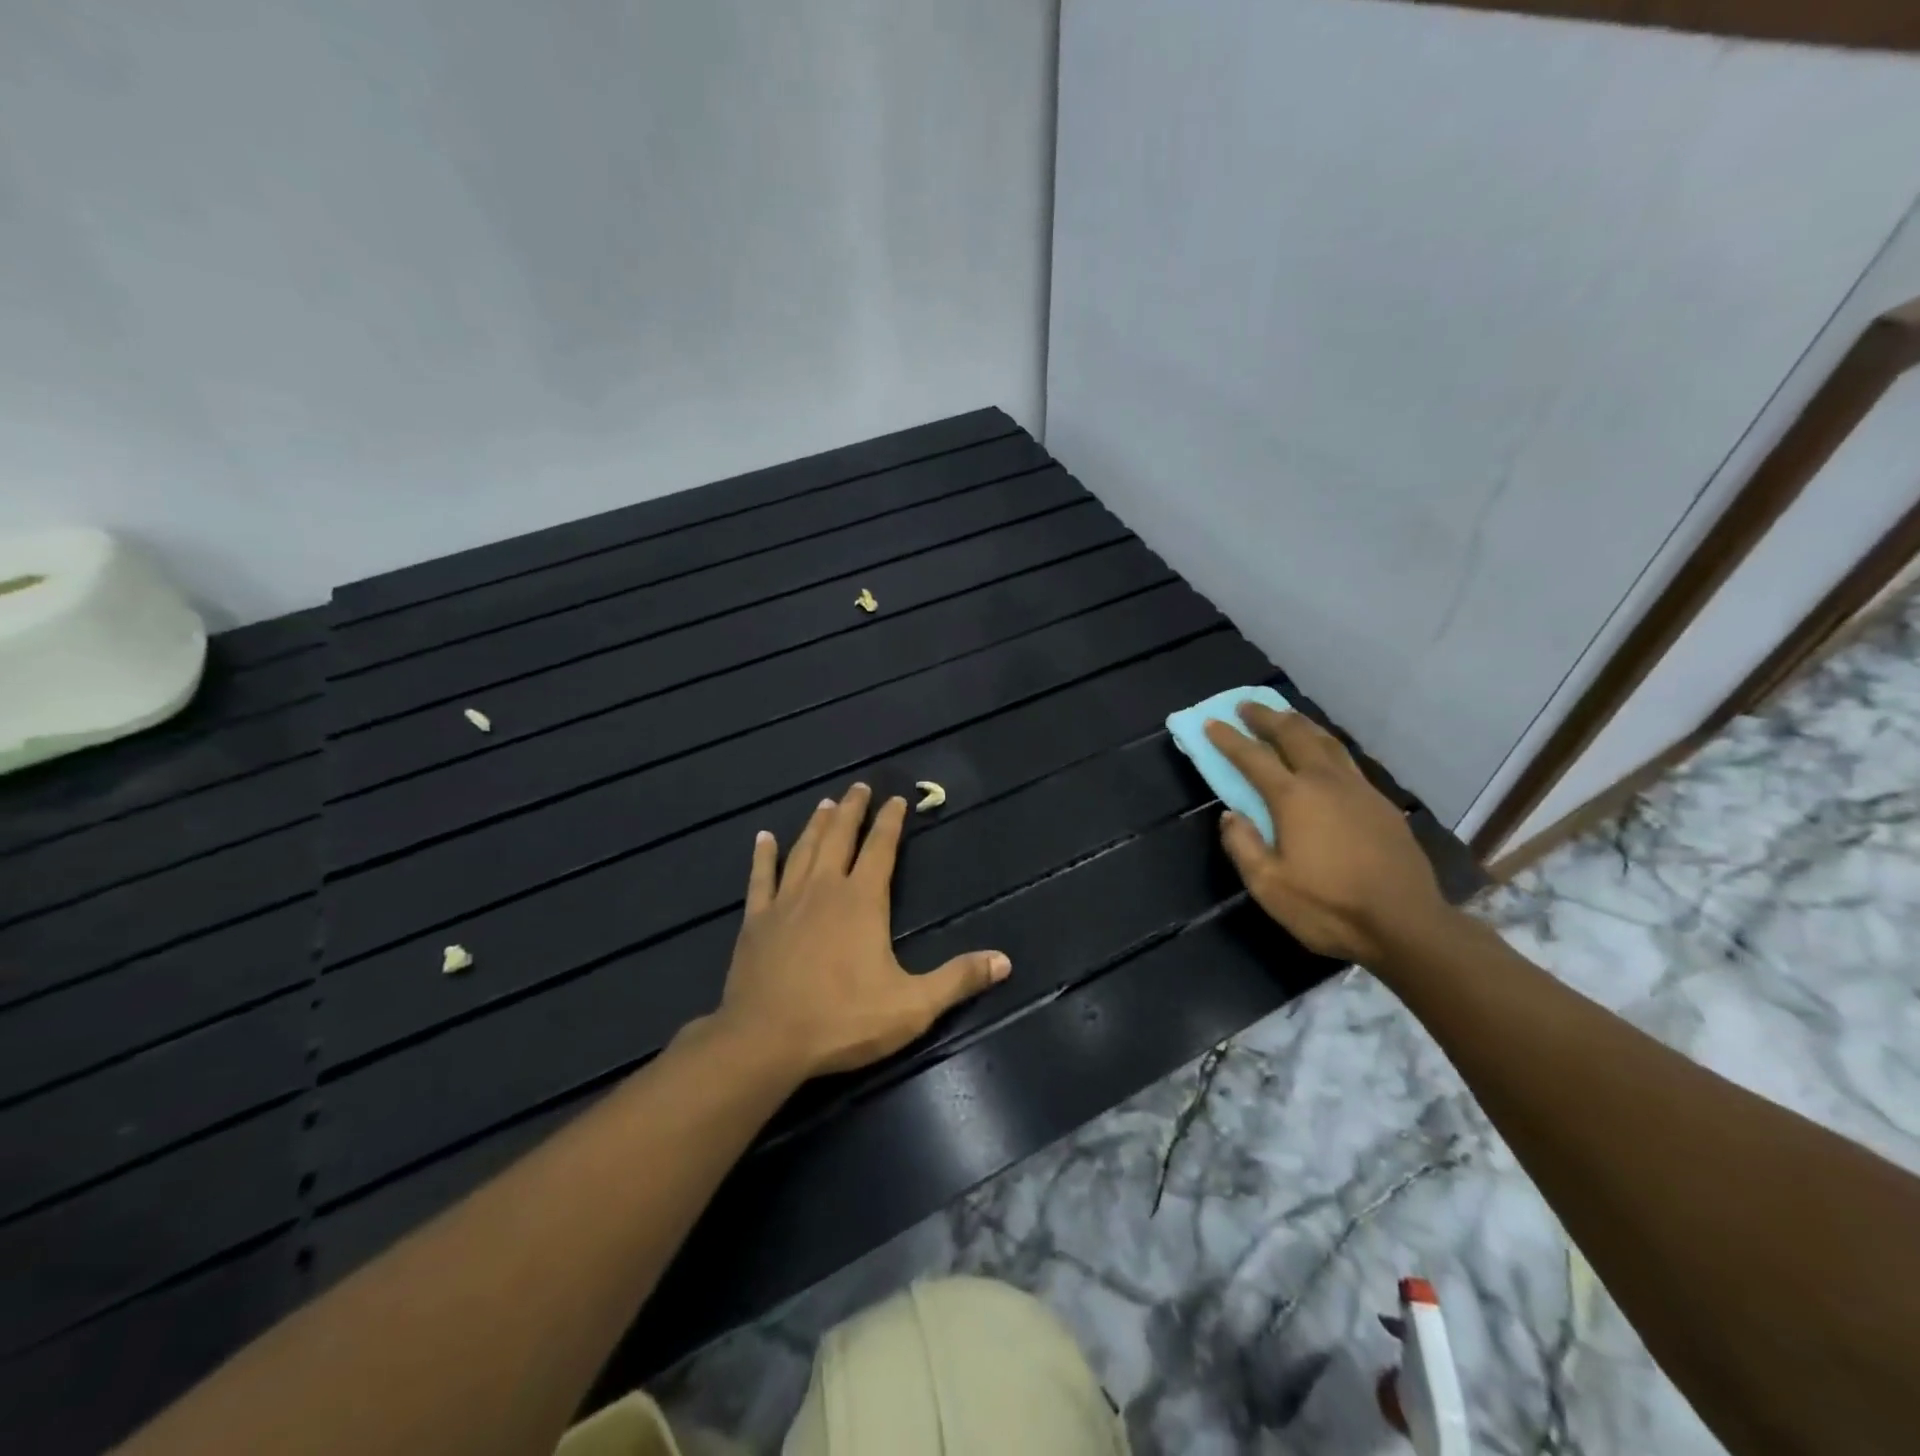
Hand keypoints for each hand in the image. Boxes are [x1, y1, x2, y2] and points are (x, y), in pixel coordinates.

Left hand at [711, 782, 1010, 1079]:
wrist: (766, 1040)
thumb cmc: (843, 1020)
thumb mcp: (912, 1006)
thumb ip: (958, 979)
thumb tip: (1005, 961)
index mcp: (862, 900)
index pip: (881, 848)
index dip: (891, 822)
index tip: (897, 799)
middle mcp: (824, 888)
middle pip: (840, 837)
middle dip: (852, 810)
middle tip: (859, 787)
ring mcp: (786, 901)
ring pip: (803, 849)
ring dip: (816, 824)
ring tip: (825, 803)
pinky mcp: (756, 920)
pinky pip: (760, 877)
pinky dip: (763, 856)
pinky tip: (763, 838)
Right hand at [1203, 704, 1449, 965]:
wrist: (1405, 925)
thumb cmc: (1329, 907)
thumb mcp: (1268, 886)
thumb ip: (1243, 846)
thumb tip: (1230, 815)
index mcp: (1294, 798)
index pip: (1253, 757)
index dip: (1229, 739)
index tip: (1212, 722)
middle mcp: (1326, 782)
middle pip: (1293, 735)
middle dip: (1267, 717)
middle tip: (1247, 706)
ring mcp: (1359, 790)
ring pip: (1326, 741)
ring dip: (1300, 724)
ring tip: (1284, 717)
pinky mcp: (1382, 804)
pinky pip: (1348, 760)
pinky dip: (1327, 745)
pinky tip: (1325, 754)